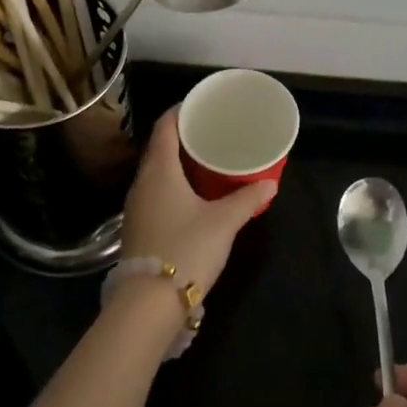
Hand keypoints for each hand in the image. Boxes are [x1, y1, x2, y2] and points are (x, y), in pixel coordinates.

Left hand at [120, 108, 274, 296]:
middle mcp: (142, 182)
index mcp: (159, 171)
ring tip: (204, 160)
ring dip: (176, 162)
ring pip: (156, 172)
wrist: (148, 302)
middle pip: (159, 148)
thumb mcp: (223, 222)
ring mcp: (136, 206)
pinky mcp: (138, 227)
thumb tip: (270, 184)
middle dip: (181, 137)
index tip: (199, 104)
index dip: (180, 111)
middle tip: (209, 131)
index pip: (164, 127)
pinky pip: (155, 192)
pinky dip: (172, 184)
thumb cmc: (186, 249)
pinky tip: (191, 194)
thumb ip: (246, 200)